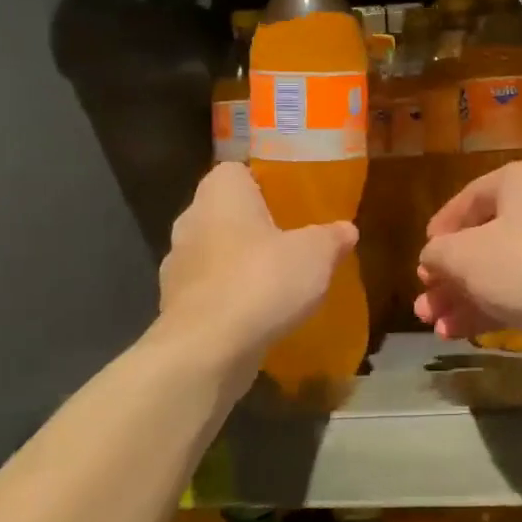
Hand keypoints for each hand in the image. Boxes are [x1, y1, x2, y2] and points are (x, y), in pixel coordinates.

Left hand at [160, 163, 356, 358]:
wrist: (207, 350)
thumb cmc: (262, 280)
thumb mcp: (316, 254)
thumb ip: (332, 237)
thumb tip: (347, 229)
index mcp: (220, 193)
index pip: (236, 171)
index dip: (263, 182)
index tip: (290, 200)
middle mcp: (191, 220)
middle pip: (225, 212)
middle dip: (254, 225)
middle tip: (291, 239)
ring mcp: (177, 266)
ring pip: (215, 253)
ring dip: (240, 264)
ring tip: (278, 281)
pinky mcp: (175, 307)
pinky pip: (209, 291)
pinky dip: (230, 298)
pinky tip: (259, 314)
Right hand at [415, 160, 521, 347]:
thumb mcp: (465, 256)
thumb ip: (438, 254)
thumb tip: (432, 257)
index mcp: (517, 182)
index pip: (467, 200)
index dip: (440, 232)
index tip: (422, 262)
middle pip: (482, 240)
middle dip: (448, 277)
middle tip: (424, 306)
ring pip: (499, 271)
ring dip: (464, 298)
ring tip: (435, 327)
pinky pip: (521, 291)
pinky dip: (491, 309)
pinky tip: (460, 333)